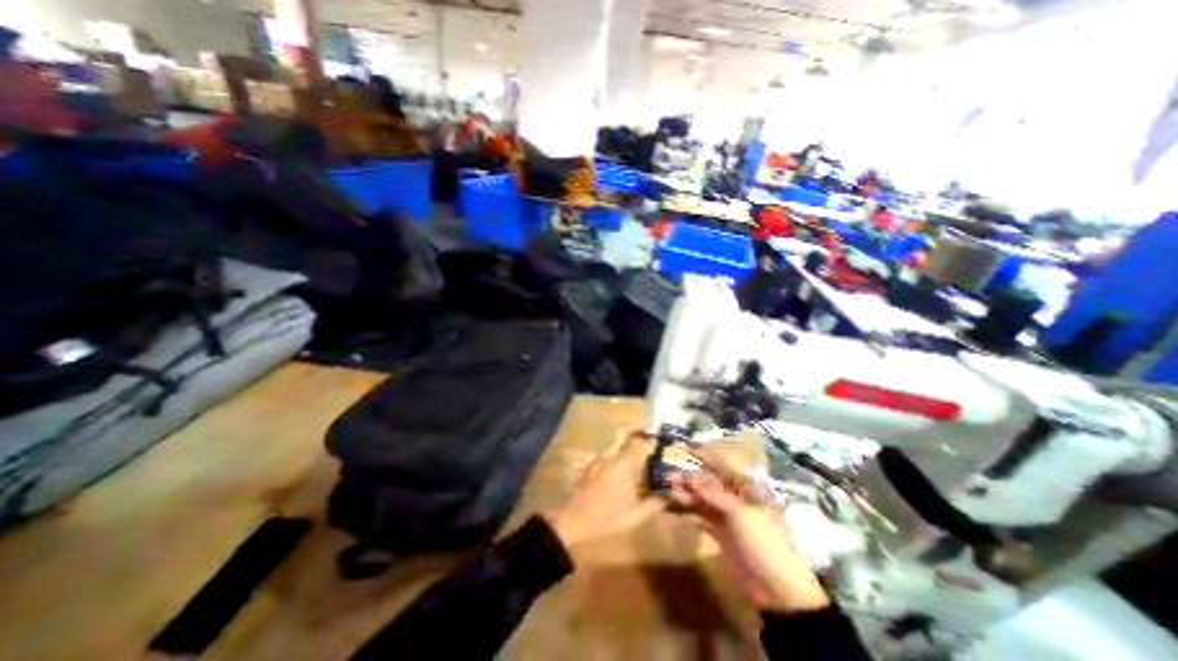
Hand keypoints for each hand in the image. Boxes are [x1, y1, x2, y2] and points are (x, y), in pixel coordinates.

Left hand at [543, 429, 659, 546]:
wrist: (573, 520)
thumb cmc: (607, 518)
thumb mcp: (636, 515)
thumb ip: (656, 503)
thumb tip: (674, 495)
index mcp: (625, 464)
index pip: (642, 442)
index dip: (654, 439)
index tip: (665, 441)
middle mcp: (612, 455)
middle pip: (628, 434)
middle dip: (641, 431)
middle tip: (653, 436)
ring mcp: (600, 458)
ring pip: (618, 441)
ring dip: (631, 441)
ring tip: (643, 452)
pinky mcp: (593, 464)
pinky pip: (610, 451)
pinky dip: (621, 451)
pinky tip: (625, 465)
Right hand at [667, 456, 831, 615]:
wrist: (778, 590)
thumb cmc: (764, 542)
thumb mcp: (740, 513)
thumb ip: (714, 493)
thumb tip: (691, 477)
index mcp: (747, 489)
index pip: (723, 467)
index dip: (705, 456)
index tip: (685, 448)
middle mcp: (736, 498)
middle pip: (710, 483)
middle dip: (690, 478)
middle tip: (668, 476)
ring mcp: (728, 516)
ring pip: (704, 499)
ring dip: (687, 494)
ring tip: (669, 491)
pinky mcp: (720, 533)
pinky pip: (702, 516)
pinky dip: (690, 510)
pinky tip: (676, 506)